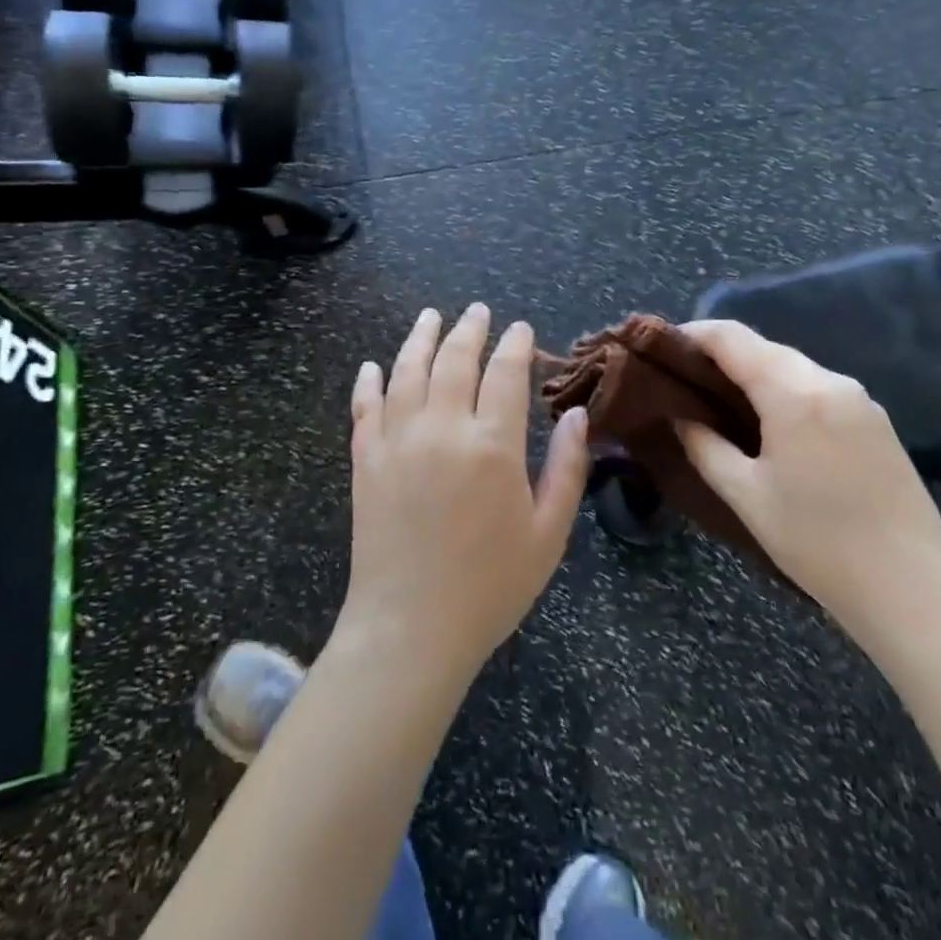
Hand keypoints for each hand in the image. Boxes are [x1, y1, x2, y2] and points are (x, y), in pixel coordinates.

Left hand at [339, 305, 589, 684]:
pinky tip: (374, 365)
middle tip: (478, 310)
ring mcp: (397, 441)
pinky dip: (369, 382)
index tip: (521, 329)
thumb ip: (567, 468)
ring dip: (420, 339)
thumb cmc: (490, 586)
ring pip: (407, 371)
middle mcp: (442, 429)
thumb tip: (576, 414)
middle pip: (455, 360)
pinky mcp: (365, 460)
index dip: (515, 345)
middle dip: (469, 329)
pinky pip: (365, 407)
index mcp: (492, 446)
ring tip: (431, 317)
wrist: (411, 629)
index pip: (505, 373)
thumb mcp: (548, 534)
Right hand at [676, 320, 940, 653]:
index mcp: (793, 393)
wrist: (911, 588)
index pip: (732, 338)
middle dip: (722, 355)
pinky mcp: (876, 419)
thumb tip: (682, 416)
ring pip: (793, 366)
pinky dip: (786, 391)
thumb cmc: (817, 543)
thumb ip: (705, 446)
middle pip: (764, 347)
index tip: (663, 347)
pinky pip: (818, 387)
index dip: (693, 334)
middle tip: (686, 380)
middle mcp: (829, 381)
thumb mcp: (746, 496)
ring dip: (755, 373)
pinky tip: (772, 423)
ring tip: (723, 402)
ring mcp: (859, 398)